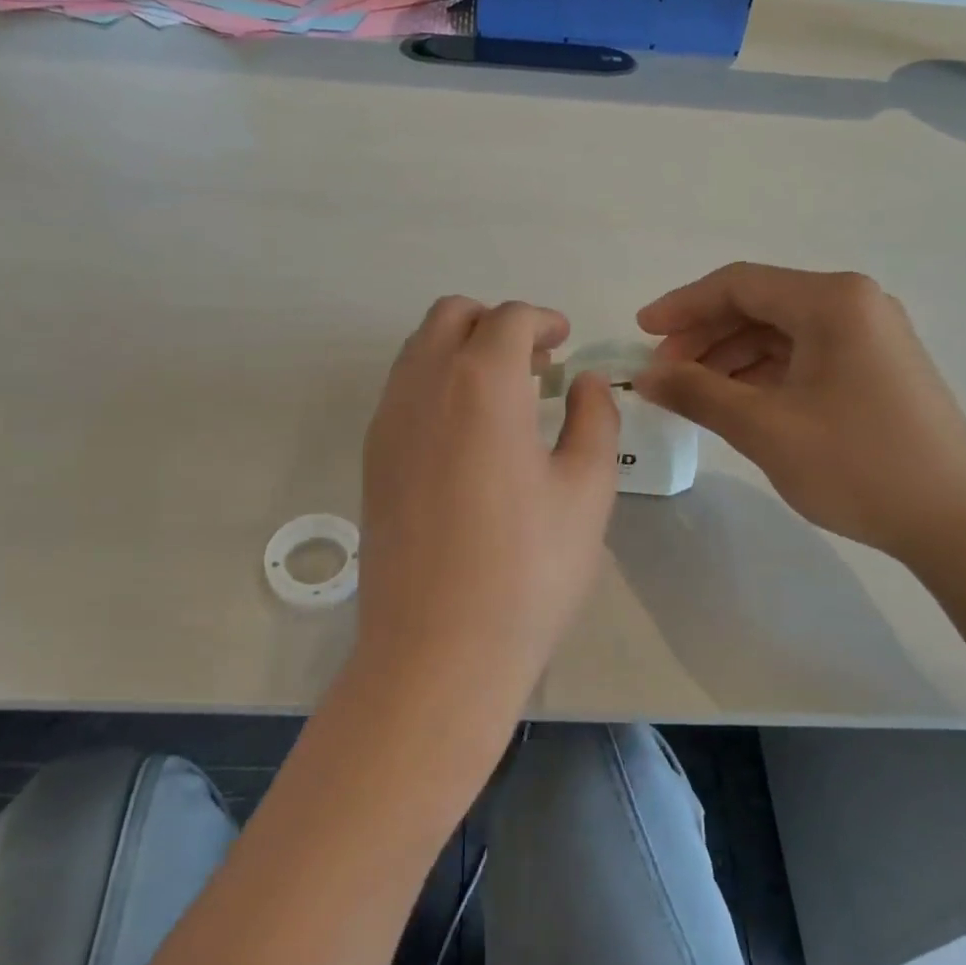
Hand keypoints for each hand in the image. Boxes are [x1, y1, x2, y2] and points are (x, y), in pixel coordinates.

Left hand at [358, 298, 619, 708]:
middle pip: (451, 316)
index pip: (508, 319)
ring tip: (502, 396)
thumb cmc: (528, 569)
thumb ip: (593, 419)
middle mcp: (423, 386)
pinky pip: (401, 390)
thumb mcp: (587, 490)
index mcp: (481, 384)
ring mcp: (387, 422)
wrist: (437, 649)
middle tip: (534, 365)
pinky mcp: (371, 458)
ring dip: (461, 349)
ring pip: (418, 349)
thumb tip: (584, 382)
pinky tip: (465, 433)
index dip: (543, 321)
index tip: (565, 342)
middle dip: (496, 324)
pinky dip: (435, 383)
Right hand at [634, 264, 965, 561]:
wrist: (957, 522)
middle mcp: (854, 304)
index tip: (640, 332)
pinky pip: (803, 356)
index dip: (682, 306)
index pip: (739, 284)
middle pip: (759, 305)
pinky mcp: (874, 368)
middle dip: (704, 336)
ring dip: (730, 358)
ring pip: (780, 333)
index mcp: (832, 301)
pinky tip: (735, 402)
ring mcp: (869, 337)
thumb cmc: (858, 465)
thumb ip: (698, 393)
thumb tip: (644, 376)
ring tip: (692, 394)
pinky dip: (762, 374)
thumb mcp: (765, 427)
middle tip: (663, 374)